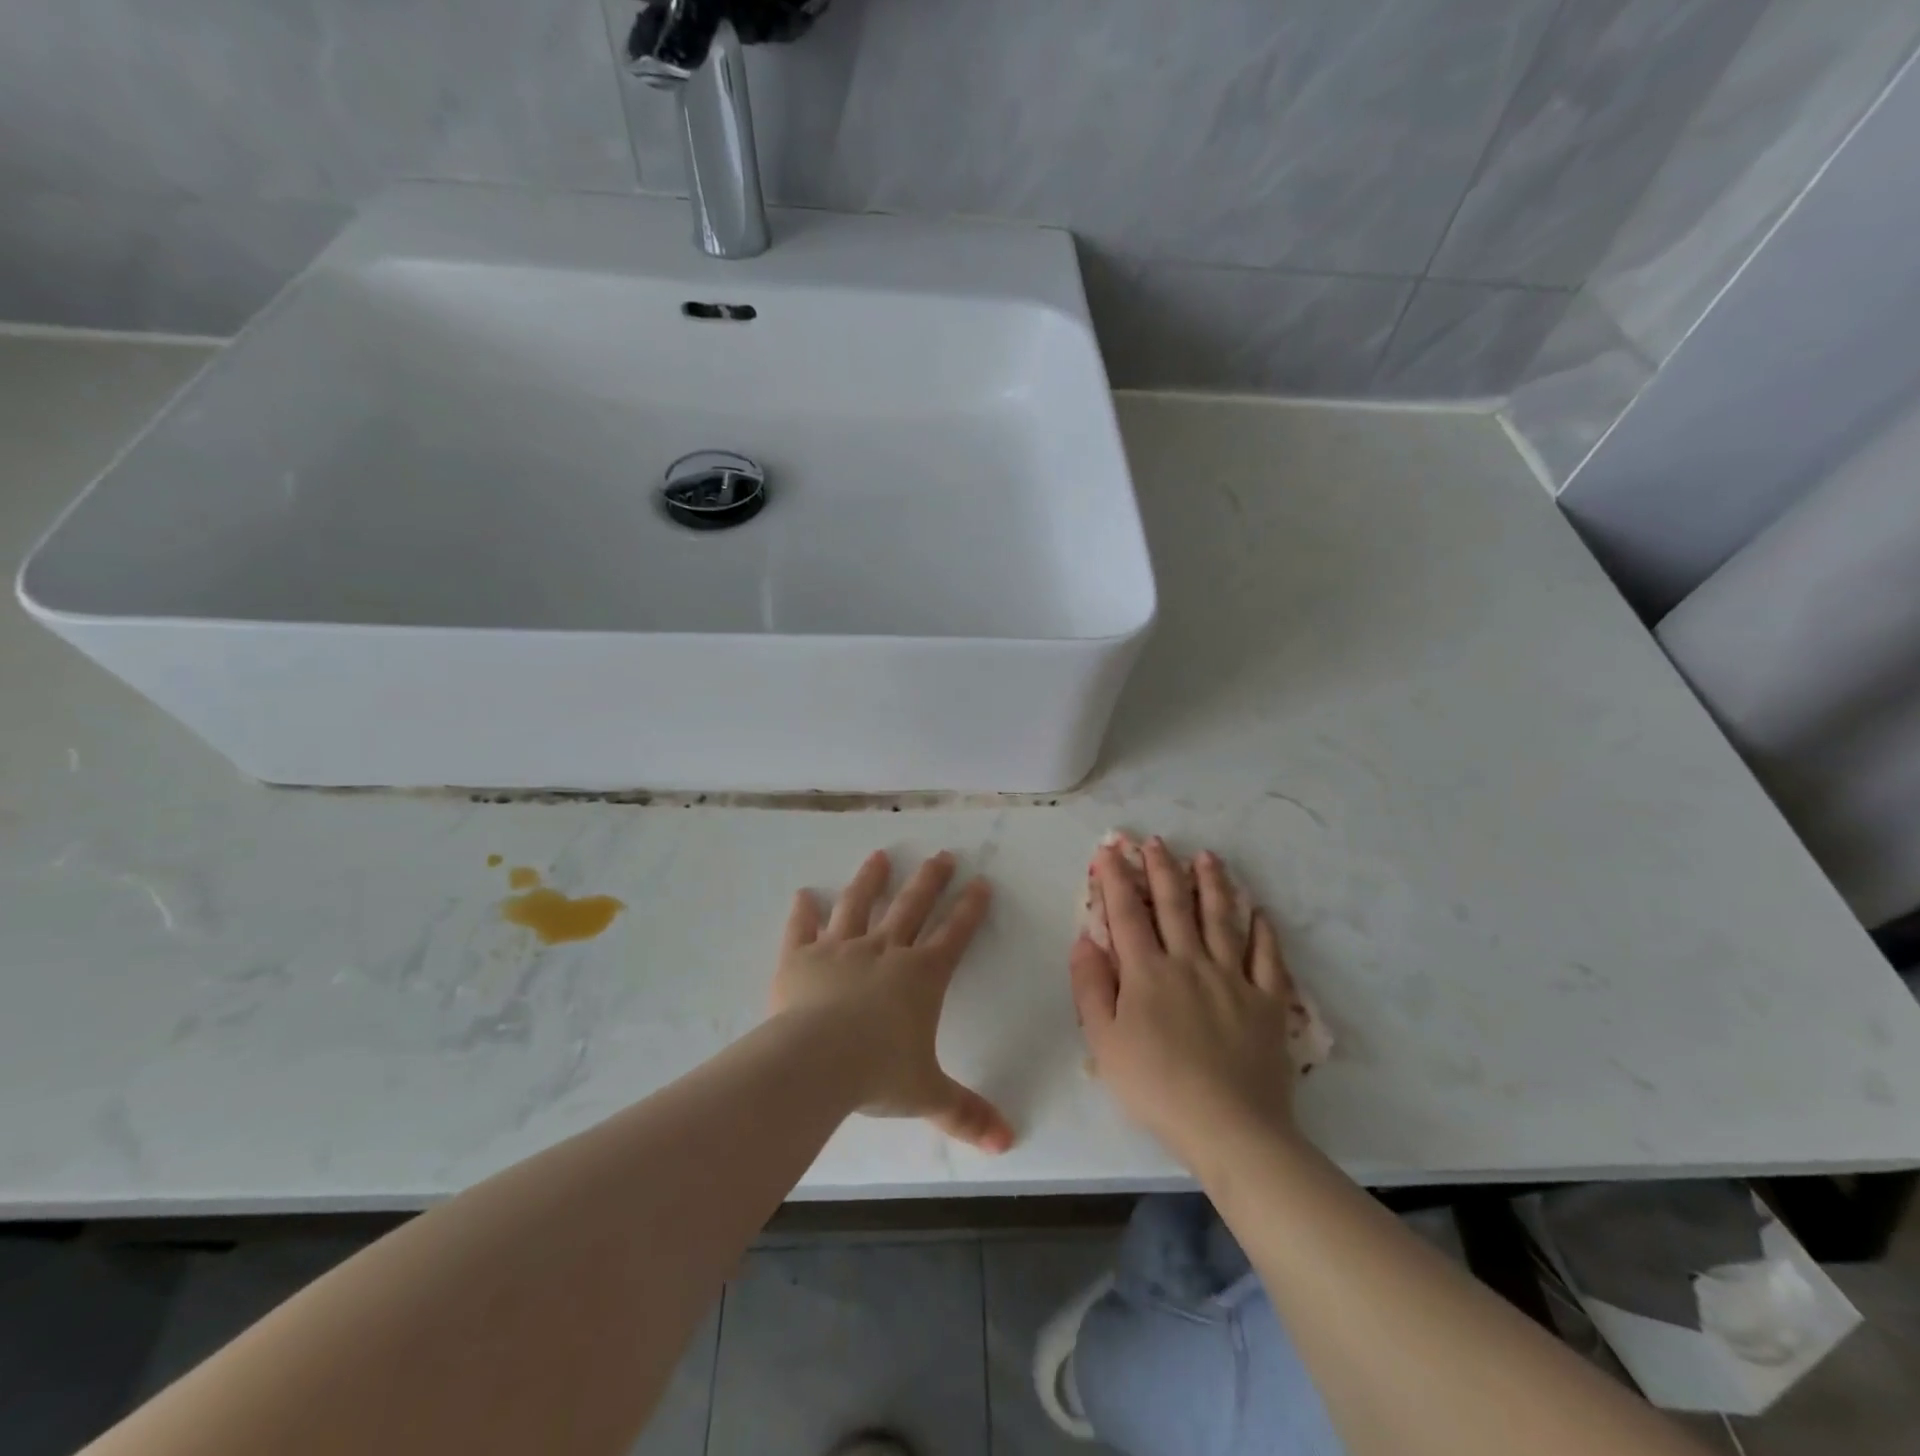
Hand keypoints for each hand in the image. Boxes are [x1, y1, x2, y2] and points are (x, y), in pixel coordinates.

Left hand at [772, 850, 1013, 1153]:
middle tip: (942, 854)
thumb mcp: (927, 1095)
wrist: (815, 1062)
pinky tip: (803, 894)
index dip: (970, 909)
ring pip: (859, 905)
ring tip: (880, 855)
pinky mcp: (801, 958)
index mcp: (921, 977)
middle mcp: (884, 951)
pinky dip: (803, 912)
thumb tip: (1007, 1143)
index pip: (953, 935)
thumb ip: (965, 1113)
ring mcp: (840, 949)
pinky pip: (802, 930)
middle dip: (930, 880)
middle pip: (912, 906)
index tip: (980, 882)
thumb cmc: (878, 1073)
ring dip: (870, 879)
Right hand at [1070, 838, 1300, 1169]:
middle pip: (1174, 905)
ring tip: (1206, 857)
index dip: (1115, 878)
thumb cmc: (1156, 1087)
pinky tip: (1260, 912)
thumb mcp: (1104, 1042)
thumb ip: (1090, 987)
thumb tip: (1084, 939)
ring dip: (1212, 884)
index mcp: (1147, 972)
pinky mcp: (1267, 1001)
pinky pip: (1267, 957)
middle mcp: (1190, 962)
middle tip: (1156, 841)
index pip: (1126, 913)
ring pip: (1222, 919)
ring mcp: (1233, 978)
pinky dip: (1263, 931)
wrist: (1230, 1127)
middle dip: (1161, 869)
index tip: (1109, 849)